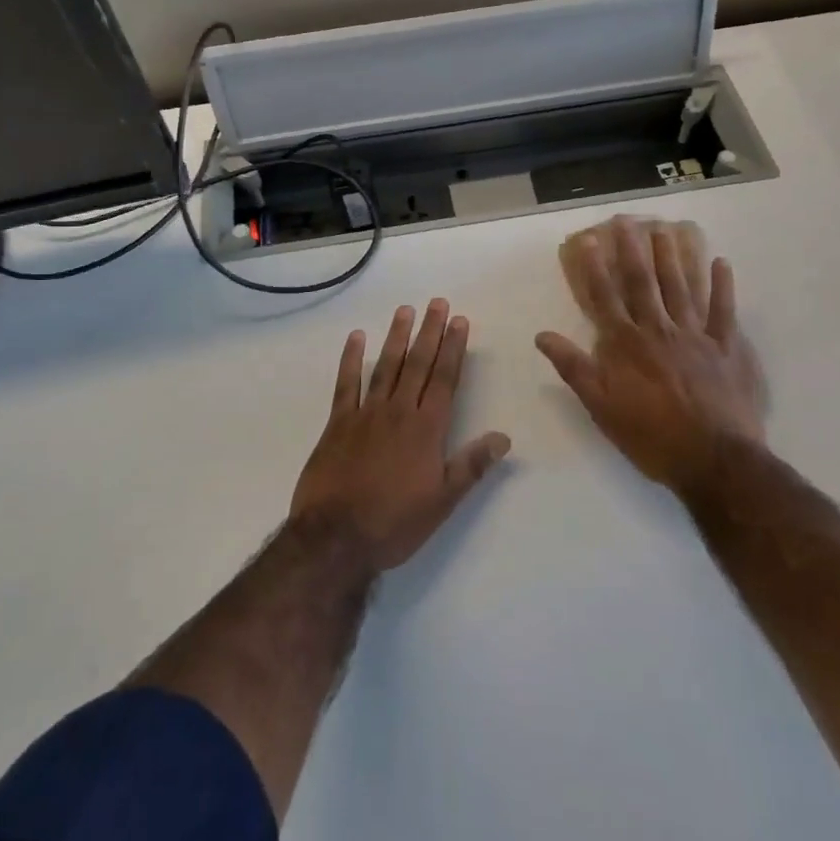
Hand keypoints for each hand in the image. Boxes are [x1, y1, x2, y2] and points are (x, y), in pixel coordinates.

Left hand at [291, 300, 511, 572]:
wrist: (336, 537)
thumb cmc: (394, 522)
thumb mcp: (442, 501)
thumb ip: (471, 466)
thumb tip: (504, 437)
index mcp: (427, 429)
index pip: (445, 379)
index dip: (454, 348)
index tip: (460, 321)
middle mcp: (398, 412)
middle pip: (418, 364)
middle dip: (430, 332)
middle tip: (437, 302)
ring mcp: (365, 414)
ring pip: (386, 367)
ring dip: (397, 337)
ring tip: (405, 310)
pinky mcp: (337, 423)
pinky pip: (346, 384)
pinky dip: (351, 360)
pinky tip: (356, 338)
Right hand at [536, 215, 766, 496]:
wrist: (714, 459)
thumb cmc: (651, 436)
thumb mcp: (600, 407)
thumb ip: (573, 367)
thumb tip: (542, 335)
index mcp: (626, 344)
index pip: (605, 297)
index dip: (594, 268)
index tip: (588, 240)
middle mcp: (658, 330)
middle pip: (643, 283)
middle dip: (633, 250)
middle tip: (628, 221)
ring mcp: (696, 335)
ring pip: (681, 287)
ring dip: (672, 257)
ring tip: (665, 230)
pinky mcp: (727, 347)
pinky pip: (724, 310)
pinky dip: (723, 286)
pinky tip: (721, 262)